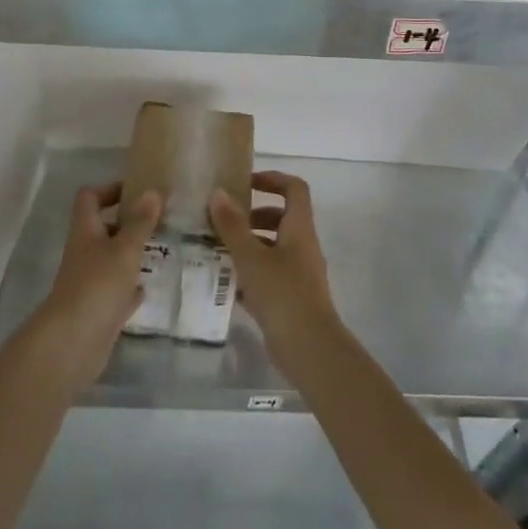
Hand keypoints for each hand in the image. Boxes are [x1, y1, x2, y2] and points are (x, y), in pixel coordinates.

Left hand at [35, 182, 161, 390]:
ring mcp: (89, 282)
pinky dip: (128, 288)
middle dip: (127, 223)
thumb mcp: (125, 248)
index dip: (110, 189)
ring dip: (130, 254)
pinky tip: (146, 287)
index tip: (136, 190)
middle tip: (157, 220)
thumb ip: (140, 221)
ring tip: (159, 249)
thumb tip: (153, 190)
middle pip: (102, 228)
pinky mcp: (97, 309)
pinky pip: (115, 291)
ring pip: (110, 260)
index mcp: (85, 231)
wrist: (73, 342)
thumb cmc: (98, 284)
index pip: (90, 197)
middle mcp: (84, 252)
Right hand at [209, 171, 339, 364]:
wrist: (310, 349)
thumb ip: (233, 226)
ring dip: (249, 244)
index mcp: (299, 228)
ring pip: (273, 247)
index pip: (294, 188)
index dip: (272, 179)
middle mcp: (302, 246)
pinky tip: (226, 283)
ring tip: (217, 250)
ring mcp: (299, 274)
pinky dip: (250, 273)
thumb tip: (218, 193)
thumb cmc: (282, 294)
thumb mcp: (251, 257)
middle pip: (282, 218)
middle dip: (253, 215)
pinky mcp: (292, 298)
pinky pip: (269, 275)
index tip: (245, 183)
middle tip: (224, 221)